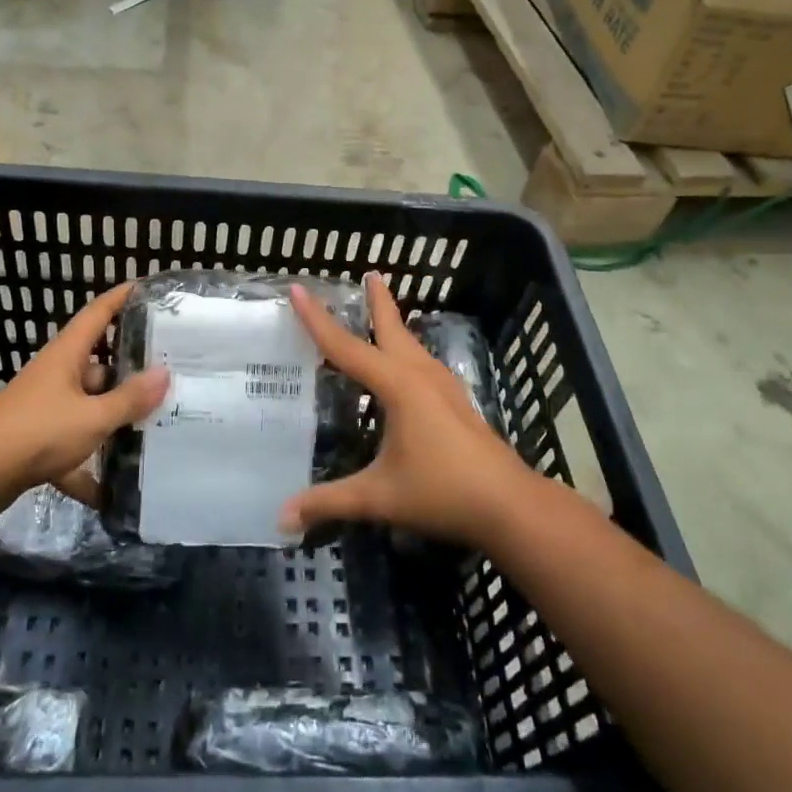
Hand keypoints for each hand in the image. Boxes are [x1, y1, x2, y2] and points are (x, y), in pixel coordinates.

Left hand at [0, 281, 166, 511]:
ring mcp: (47, 407)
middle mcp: (57, 375)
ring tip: (156, 425)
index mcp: (68, 355)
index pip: (98, 314)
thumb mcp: (92, 416)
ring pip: (90, 406)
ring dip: (115, 417)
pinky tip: (113, 491)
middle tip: (172, 372)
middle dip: (132, 370)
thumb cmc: (37, 431)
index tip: (148, 288)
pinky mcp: (39, 439)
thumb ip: (129, 399)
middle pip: (100, 364)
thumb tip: (164, 374)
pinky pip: (75, 444)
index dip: (121, 298)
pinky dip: (91, 466)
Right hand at [279, 273, 535, 548]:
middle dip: (378, 301)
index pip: (347, 347)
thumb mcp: (379, 496)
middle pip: (392, 329)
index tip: (298, 289)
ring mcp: (443, 386)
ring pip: (411, 344)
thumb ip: (329, 502)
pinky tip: (404, 365)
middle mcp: (420, 375)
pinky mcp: (455, 401)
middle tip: (369, 274)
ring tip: (379, 313)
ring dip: (393, 324)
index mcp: (398, 386)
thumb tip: (282, 518)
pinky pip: (421, 361)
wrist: (509, 504)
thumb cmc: (443, 491)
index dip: (317, 320)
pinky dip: (404, 350)